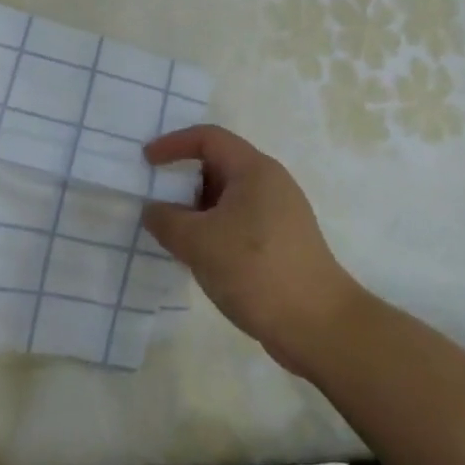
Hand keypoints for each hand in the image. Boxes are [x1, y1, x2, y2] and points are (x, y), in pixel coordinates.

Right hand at [141, 125, 362, 376]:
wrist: (318, 326)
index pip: (208, 138)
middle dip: (183, 179)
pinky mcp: (281, 243)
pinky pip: (238, 222)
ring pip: (227, 198)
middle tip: (155, 200)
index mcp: (254, 170)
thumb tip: (153, 211)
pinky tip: (198, 256)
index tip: (146, 162)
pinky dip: (213, 229)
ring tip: (171, 232)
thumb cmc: (256, 270)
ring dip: (196, 209)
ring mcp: (279, 214)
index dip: (173, 144)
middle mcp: (270, 184)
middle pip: (218, 165)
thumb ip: (166, 220)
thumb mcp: (198, 242)